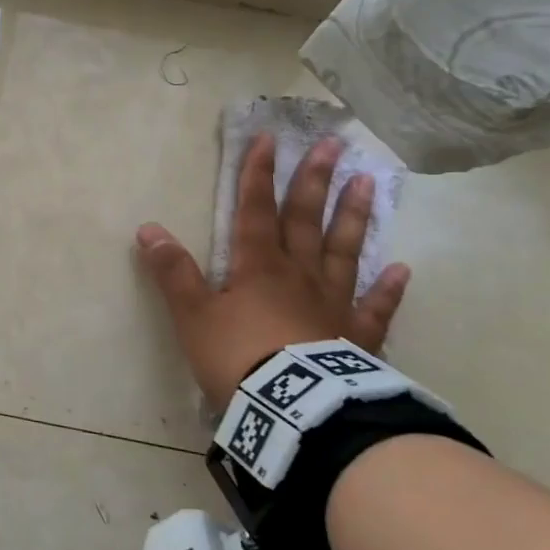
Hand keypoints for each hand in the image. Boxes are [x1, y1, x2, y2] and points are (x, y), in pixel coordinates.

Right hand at [135, 134, 408, 409]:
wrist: (293, 411)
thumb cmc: (238, 358)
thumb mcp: (193, 316)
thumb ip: (173, 272)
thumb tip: (148, 229)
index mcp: (258, 266)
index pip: (255, 210)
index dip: (259, 174)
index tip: (270, 139)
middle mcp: (299, 274)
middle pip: (306, 219)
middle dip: (315, 181)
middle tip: (335, 144)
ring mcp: (333, 304)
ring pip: (344, 251)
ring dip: (353, 217)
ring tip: (367, 183)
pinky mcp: (356, 338)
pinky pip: (375, 308)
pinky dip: (388, 289)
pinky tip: (401, 269)